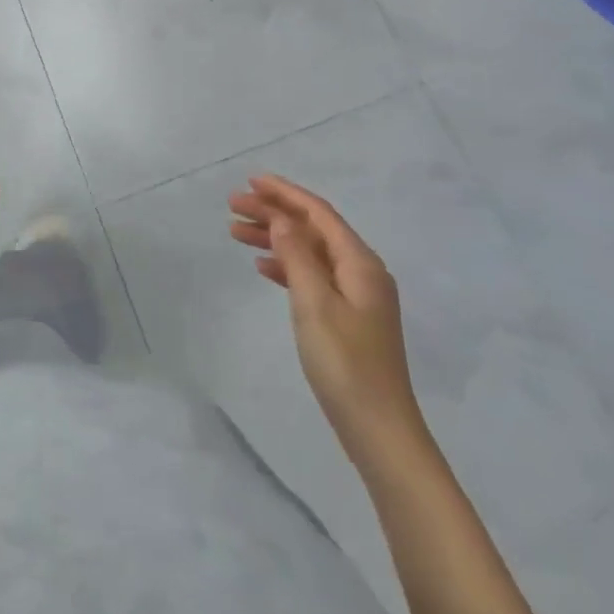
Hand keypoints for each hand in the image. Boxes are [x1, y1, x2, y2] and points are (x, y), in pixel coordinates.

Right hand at [228, 174, 419, 444]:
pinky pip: (312, 276)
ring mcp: (355, 296)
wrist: (380, 431)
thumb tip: (281, 219)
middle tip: (233, 206)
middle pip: (312, 229)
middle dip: (273, 213)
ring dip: (275, 239)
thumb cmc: (346, 364)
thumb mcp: (315, 304)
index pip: (318, 213)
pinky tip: (262, 267)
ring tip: (235, 232)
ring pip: (309, 252)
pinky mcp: (347, 319)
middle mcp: (361, 271)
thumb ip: (296, 256)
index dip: (284, 193)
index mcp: (360, 262)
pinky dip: (286, 266)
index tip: (251, 181)